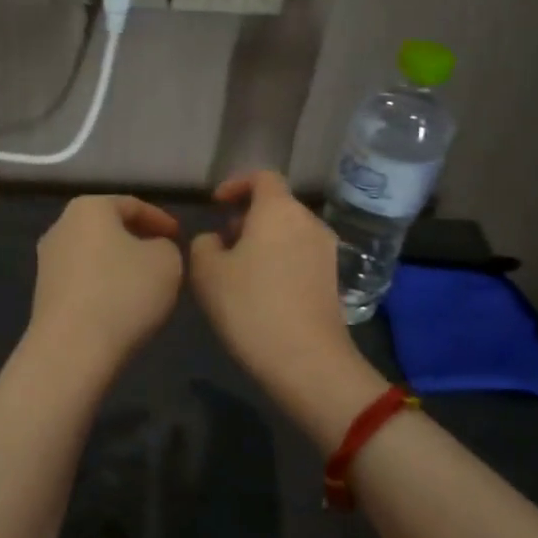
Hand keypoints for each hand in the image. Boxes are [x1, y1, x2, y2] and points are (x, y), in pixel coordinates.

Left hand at [28, 195, 183, 367]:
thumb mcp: (167, 261)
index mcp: (89, 208)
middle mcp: (61, 226)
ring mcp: (47, 261)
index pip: (132, 205)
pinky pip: (83, 279)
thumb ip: (166, 246)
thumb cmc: (123, 293)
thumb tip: (152, 249)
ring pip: (94, 254)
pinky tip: (120, 305)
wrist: (71, 349)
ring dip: (119, 264)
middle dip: (137, 239)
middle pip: (108, 227)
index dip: (161, 220)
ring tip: (145, 283)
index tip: (181, 237)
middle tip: (164, 256)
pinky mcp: (43, 293)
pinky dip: (104, 285)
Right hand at [189, 172, 374, 427]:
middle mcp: (308, 222)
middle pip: (277, 205)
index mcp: (279, 209)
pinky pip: (300, 255)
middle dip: (247, 217)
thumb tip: (217, 240)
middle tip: (222, 242)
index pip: (262, 177)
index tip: (217, 205)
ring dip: (263, 241)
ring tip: (238, 270)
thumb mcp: (207, 271)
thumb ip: (204, 243)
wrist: (307, 361)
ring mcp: (326, 251)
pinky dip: (279, 260)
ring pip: (289, 232)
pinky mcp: (333, 279)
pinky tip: (261, 291)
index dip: (237, 184)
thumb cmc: (250, 306)